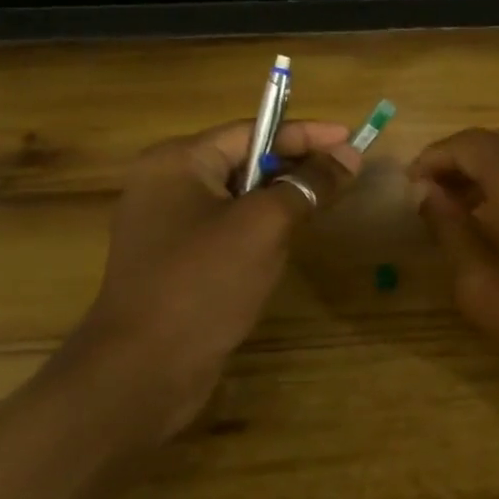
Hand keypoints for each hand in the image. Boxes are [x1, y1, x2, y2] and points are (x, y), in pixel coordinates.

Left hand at [75, 119, 359, 433]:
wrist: (145, 368)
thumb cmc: (204, 283)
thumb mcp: (264, 226)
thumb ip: (308, 185)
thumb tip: (349, 156)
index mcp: (178, 162)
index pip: (253, 131)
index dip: (307, 134)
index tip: (352, 139)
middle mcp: (167, 185)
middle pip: (246, 161)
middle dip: (297, 166)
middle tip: (346, 174)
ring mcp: (169, 226)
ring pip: (240, 197)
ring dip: (282, 199)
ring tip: (325, 204)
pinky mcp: (178, 261)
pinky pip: (229, 229)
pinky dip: (263, 228)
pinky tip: (288, 243)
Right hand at [410, 129, 498, 399]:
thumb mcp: (482, 286)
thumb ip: (449, 230)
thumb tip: (425, 192)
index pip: (469, 144)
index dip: (434, 158)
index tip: (412, 186)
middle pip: (498, 140)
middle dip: (460, 160)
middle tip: (434, 196)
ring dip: (491, 165)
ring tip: (466, 203)